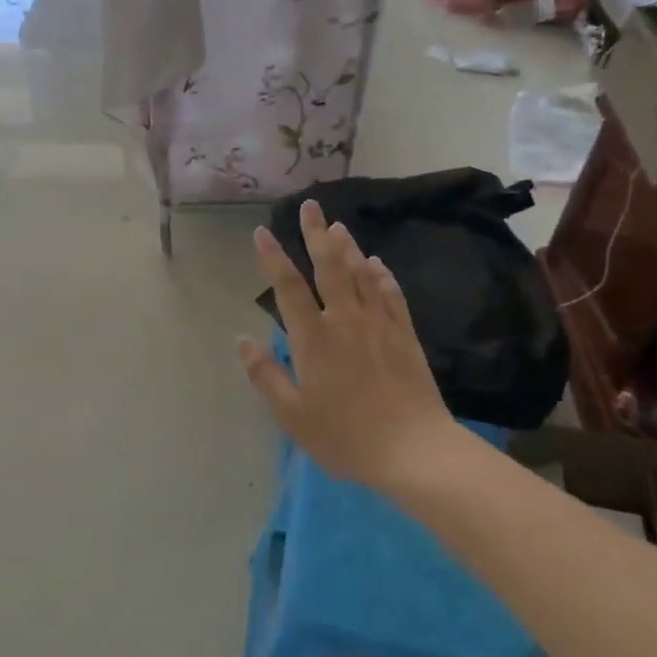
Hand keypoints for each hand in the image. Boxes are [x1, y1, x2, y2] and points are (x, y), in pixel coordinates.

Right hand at [239, 200, 455, 489]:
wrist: (414, 450)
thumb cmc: (345, 437)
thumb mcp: (293, 416)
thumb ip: (266, 375)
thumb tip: (243, 341)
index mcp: (313, 339)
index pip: (288, 288)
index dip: (273, 257)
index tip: (262, 231)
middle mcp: (345, 321)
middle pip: (329, 267)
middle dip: (316, 233)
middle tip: (309, 205)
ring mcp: (379, 324)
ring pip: (361, 273)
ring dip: (348, 246)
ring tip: (337, 224)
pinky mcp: (404, 334)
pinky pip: (391, 294)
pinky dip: (381, 274)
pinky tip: (377, 263)